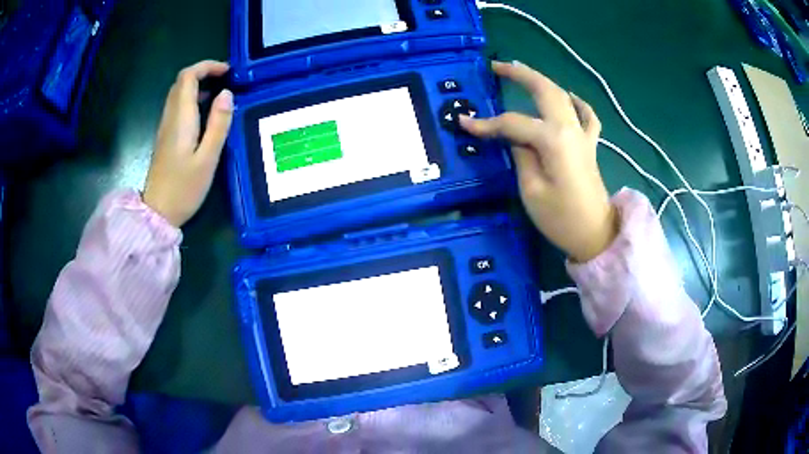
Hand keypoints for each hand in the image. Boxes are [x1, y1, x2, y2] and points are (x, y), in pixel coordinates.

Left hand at [143, 60, 233, 226]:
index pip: (188, 77)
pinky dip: (192, 99)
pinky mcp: (166, 137)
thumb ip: (218, 124)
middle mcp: (170, 117)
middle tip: (226, 79)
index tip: (227, 72)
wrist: (158, 213)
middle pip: (181, 81)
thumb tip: (227, 94)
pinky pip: (177, 107)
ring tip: (219, 93)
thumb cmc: (184, 189)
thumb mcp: (208, 159)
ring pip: (178, 93)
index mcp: (181, 118)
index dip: (207, 66)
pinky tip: (206, 112)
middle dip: (204, 73)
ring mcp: (165, 127)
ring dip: (198, 85)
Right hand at [460, 61, 617, 261]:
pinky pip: (586, 116)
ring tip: (523, 72)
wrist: (595, 234)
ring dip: (542, 81)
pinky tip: (569, 97)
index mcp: (553, 139)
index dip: (487, 123)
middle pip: (544, 91)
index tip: (464, 123)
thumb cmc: (561, 218)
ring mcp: (583, 135)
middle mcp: (570, 128)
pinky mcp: (589, 145)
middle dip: (520, 74)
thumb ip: (521, 155)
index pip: (513, 123)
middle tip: (496, 66)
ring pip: (563, 96)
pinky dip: (577, 102)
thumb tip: (514, 137)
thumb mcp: (531, 190)